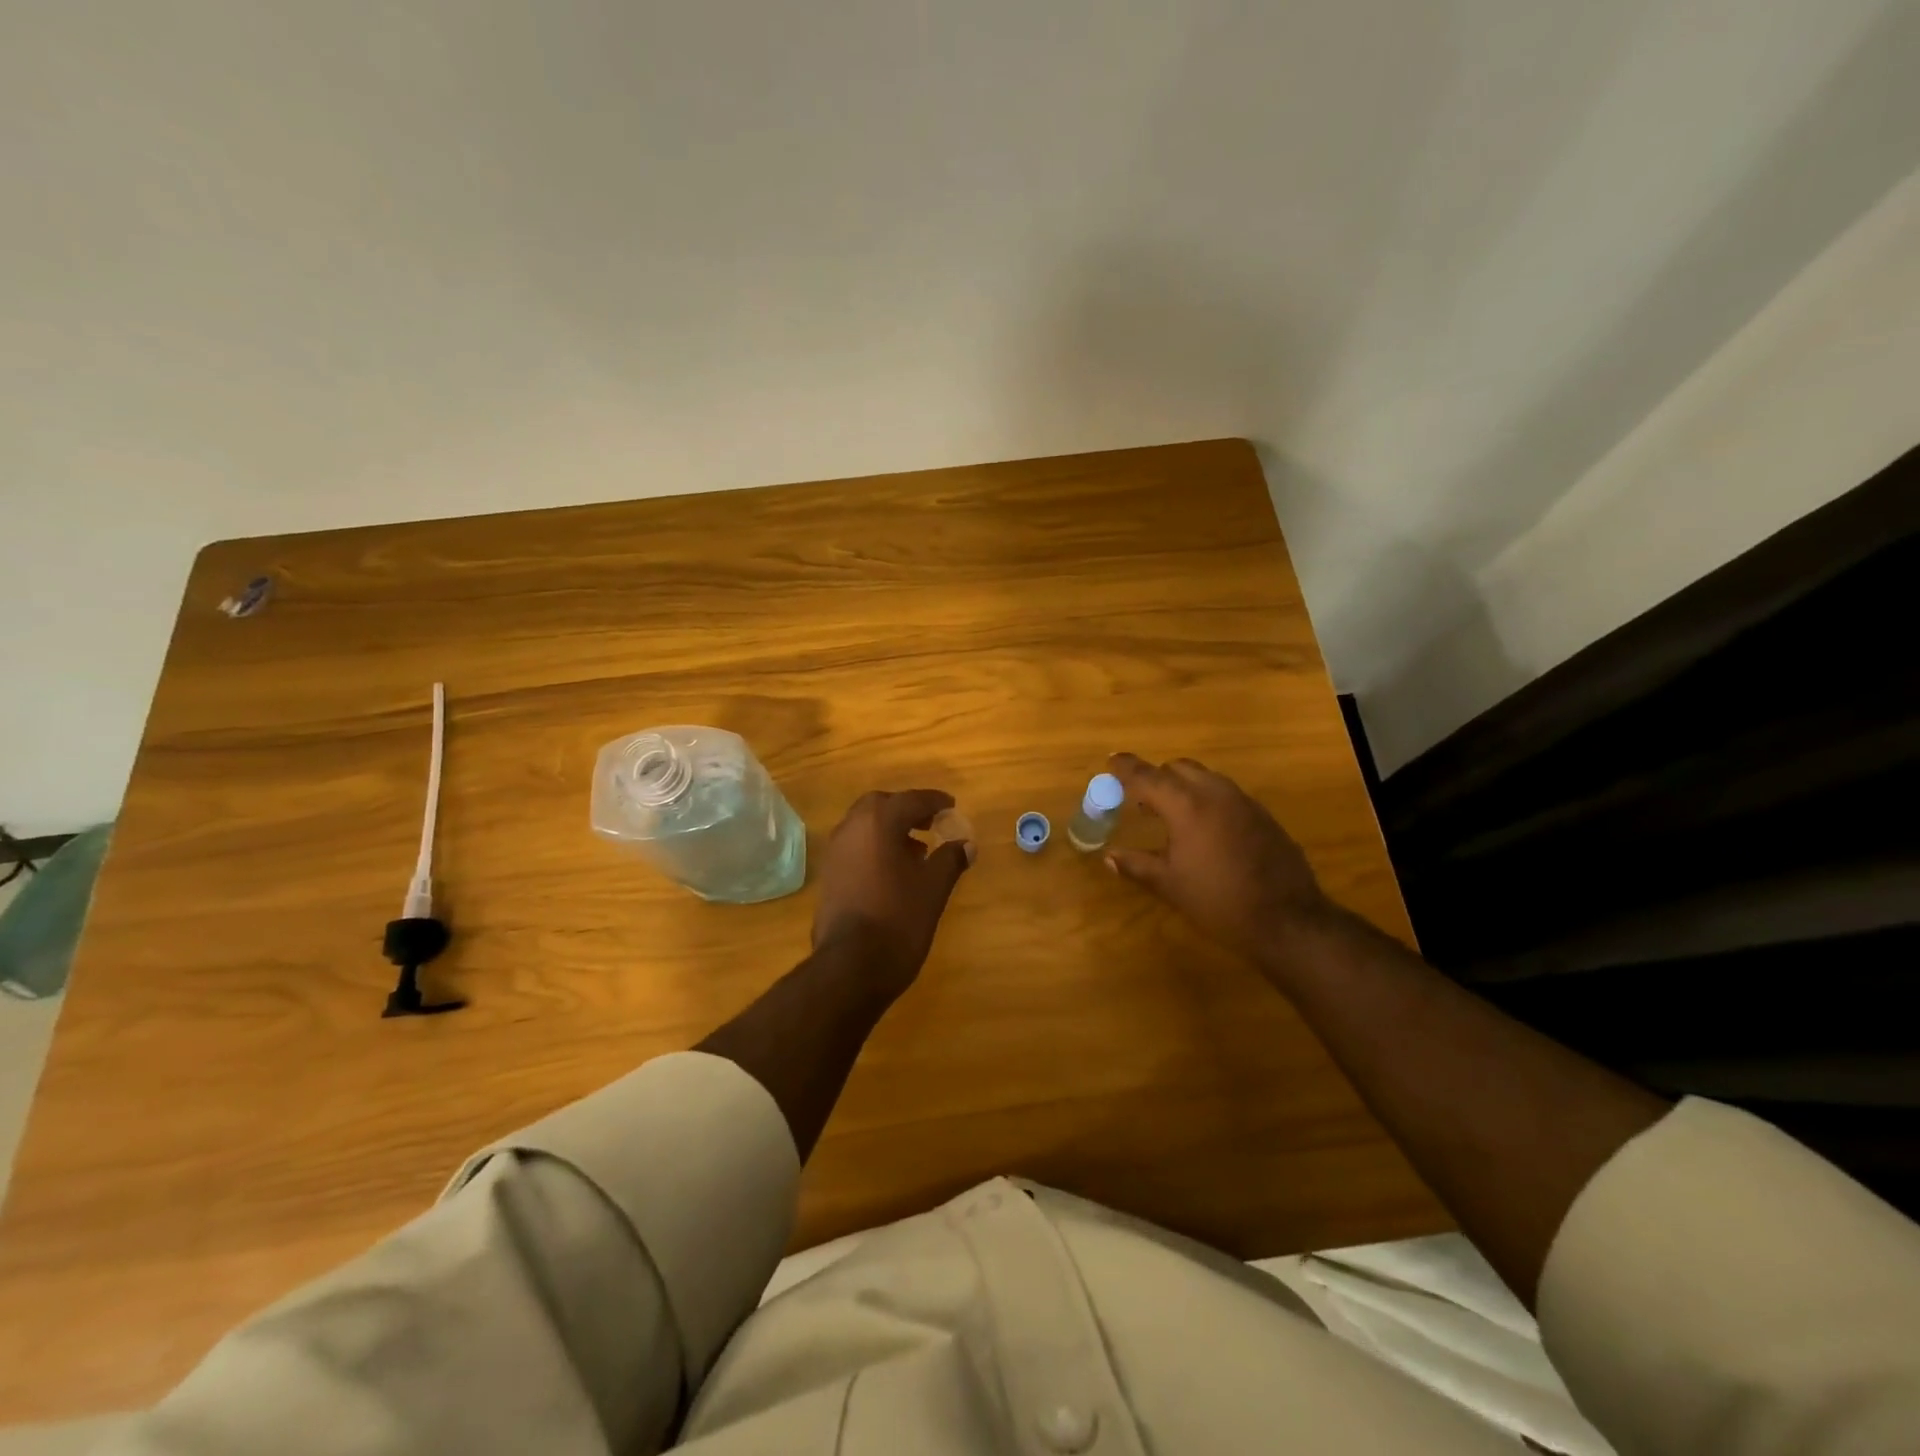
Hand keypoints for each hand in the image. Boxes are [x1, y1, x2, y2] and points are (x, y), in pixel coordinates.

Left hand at [812, 789, 973, 1000]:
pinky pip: (855, 847)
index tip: (951, 807)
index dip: (934, 802)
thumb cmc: (899, 919)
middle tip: (930, 823)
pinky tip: (894, 872)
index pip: (911, 800)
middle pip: (881, 805)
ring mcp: (835, 852)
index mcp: (878, 822)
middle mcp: (851, 828)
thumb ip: (950, 859)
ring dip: (889, 829)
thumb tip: (966, 845)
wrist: (851, 966)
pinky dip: (875, 848)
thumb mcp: (934, 888)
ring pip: (864, 826)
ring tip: (917, 850)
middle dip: (906, 810)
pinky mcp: (828, 875)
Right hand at [1104, 752, 1332, 968]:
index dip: (1126, 767)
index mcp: (1187, 806)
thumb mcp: (1171, 885)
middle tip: (1141, 797)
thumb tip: (1110, 857)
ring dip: (1184, 786)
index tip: (1111, 760)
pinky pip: (1226, 794)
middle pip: (1179, 768)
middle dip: (1157, 776)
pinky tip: (1205, 829)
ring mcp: (1244, 802)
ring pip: (1206, 777)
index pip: (1148, 776)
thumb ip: (1137, 865)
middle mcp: (1215, 793)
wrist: (1288, 919)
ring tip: (1170, 812)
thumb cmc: (1219, 901)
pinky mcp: (1262, 816)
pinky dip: (1207, 799)